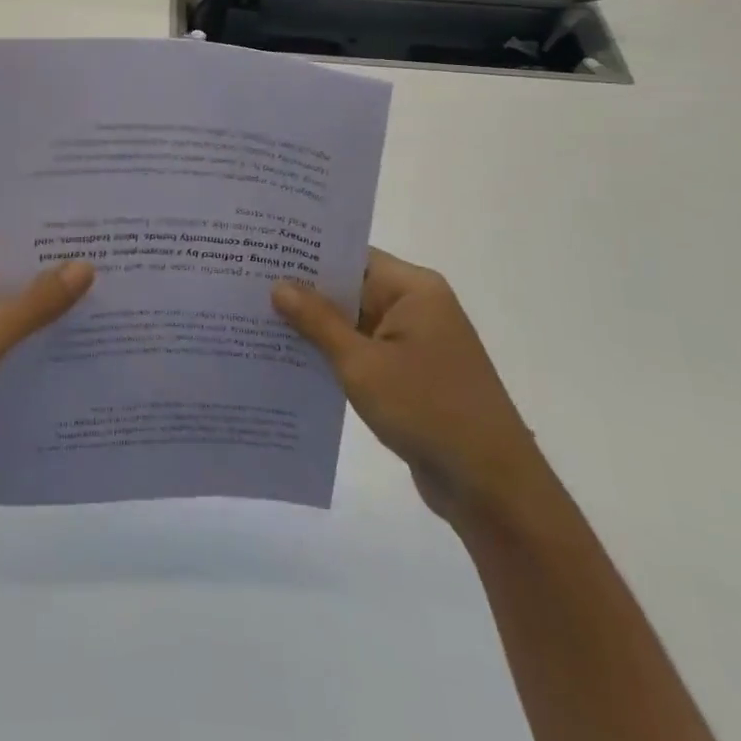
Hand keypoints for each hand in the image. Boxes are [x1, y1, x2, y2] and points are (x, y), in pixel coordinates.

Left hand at [0, 235, 94, 478]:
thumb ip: (37, 302)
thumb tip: (86, 265)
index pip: (8, 237)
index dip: (51, 238)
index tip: (98, 237)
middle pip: (13, 269)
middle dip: (56, 273)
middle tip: (114, 267)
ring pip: (13, 302)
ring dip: (48, 307)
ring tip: (107, 300)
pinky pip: (7, 331)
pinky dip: (34, 334)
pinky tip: (76, 338)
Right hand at [271, 250, 546, 525]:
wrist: (492, 487)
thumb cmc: (428, 410)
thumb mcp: (362, 364)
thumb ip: (318, 321)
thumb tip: (279, 285)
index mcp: (413, 289)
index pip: (352, 256)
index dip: (308, 254)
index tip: (263, 253)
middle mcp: (417, 306)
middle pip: (352, 287)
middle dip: (305, 292)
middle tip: (249, 286)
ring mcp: (416, 342)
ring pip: (355, 322)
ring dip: (317, 326)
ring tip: (259, 319)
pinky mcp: (412, 374)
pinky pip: (365, 351)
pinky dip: (335, 353)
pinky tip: (292, 357)